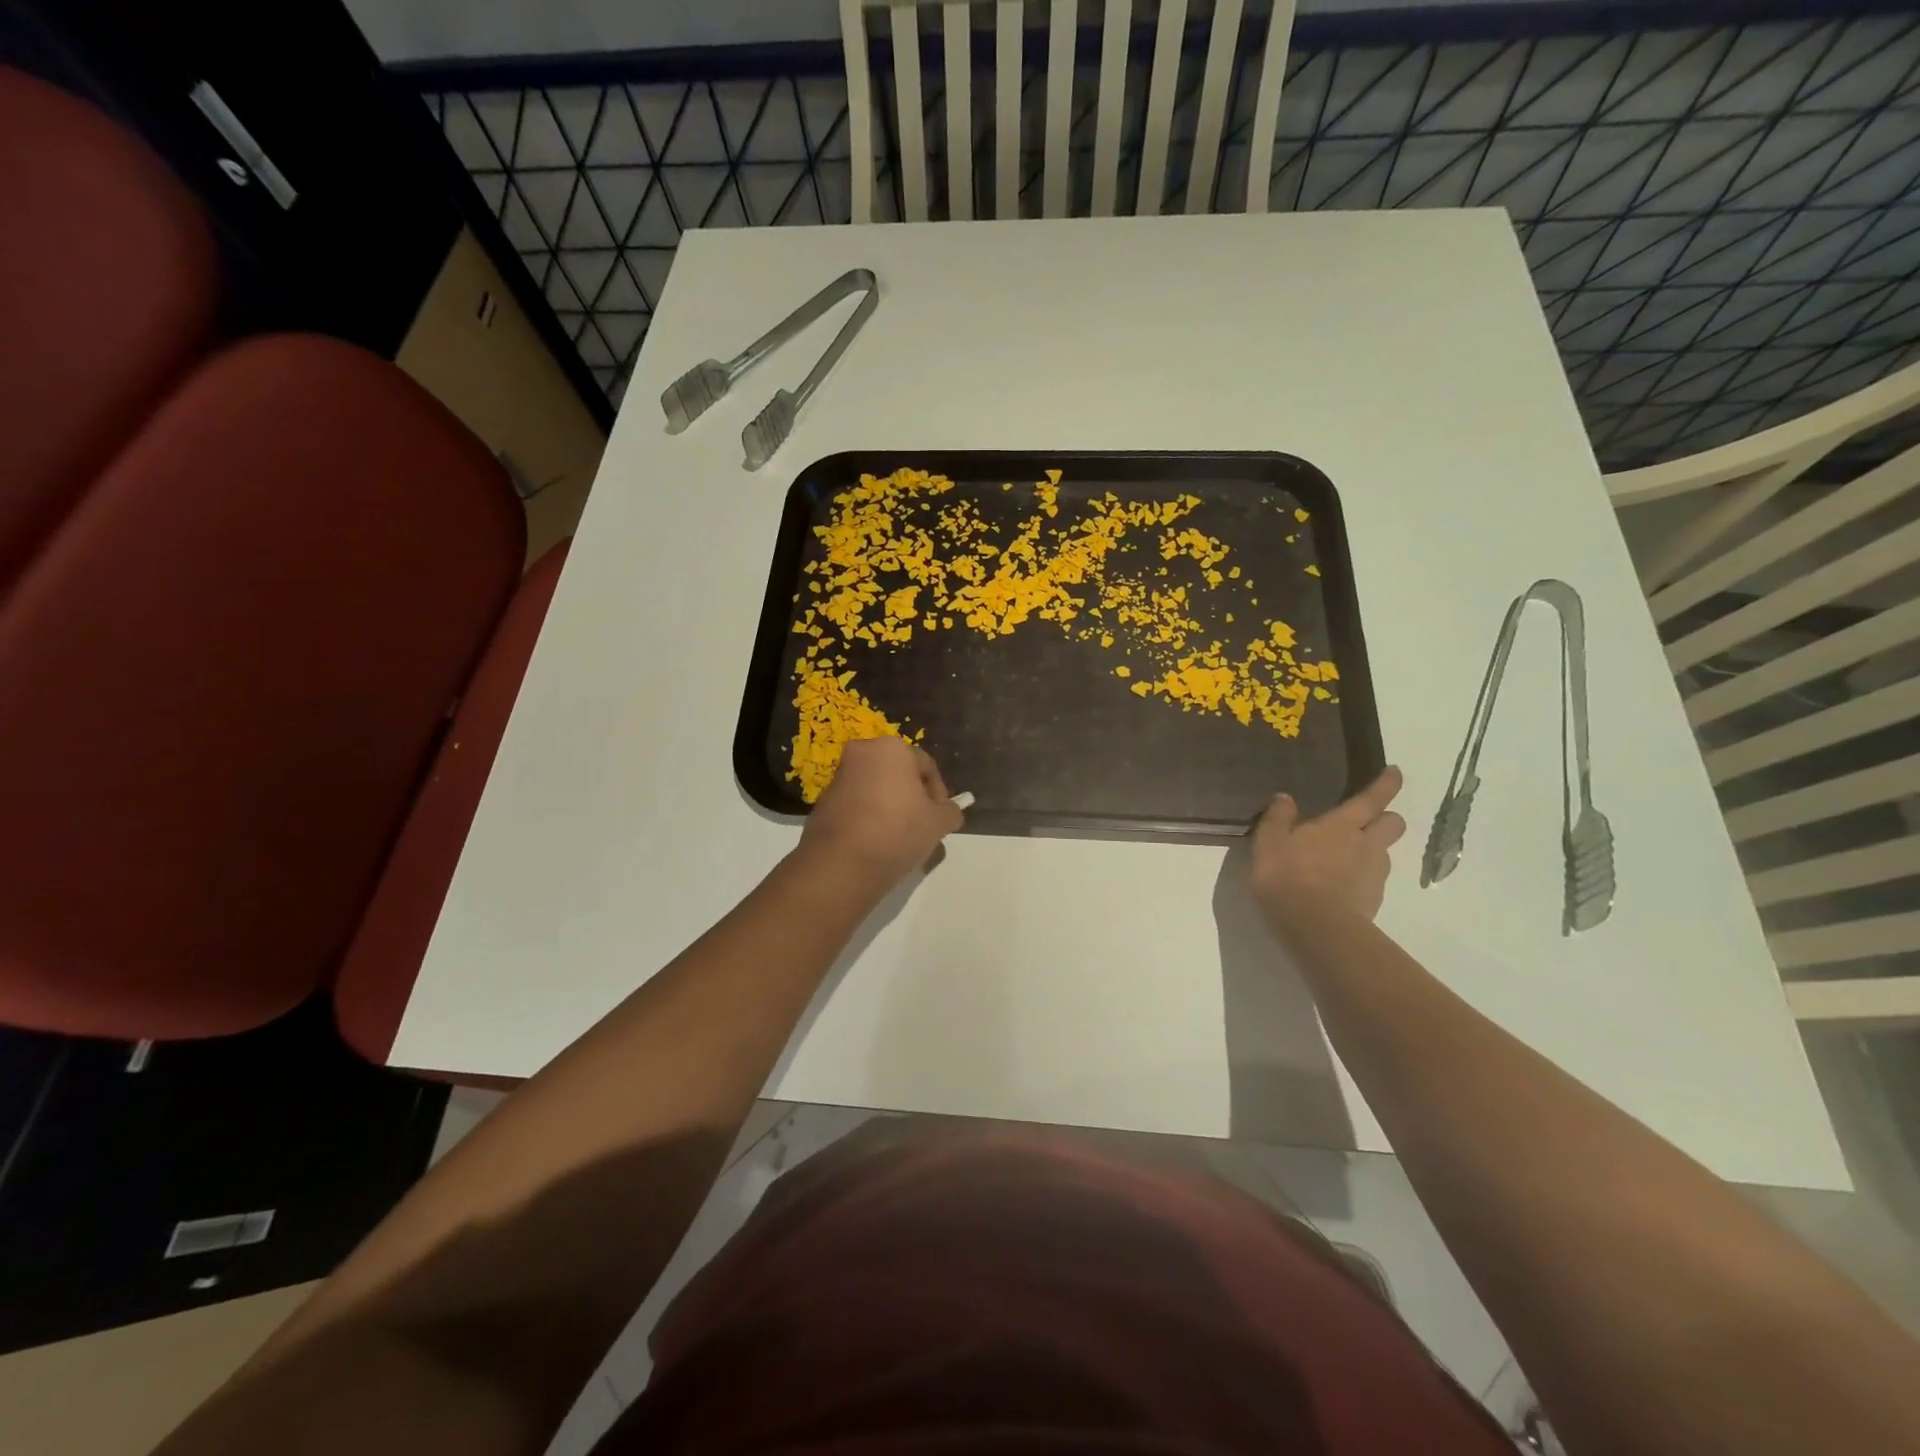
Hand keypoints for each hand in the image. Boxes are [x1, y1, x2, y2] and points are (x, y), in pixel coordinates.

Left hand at [798, 736, 964, 888]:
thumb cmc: (897, 831)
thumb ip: (950, 812)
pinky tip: (876, 843)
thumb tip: (949, 811)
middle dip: (912, 798)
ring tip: (900, 839)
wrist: (841, 864)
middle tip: (922, 826)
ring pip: (876, 789)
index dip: (939, 794)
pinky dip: (868, 817)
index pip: (926, 766)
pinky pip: (856, 804)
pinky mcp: (822, 801)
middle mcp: (862, 753)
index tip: (941, 819)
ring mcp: (838, 776)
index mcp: (891, 748)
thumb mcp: (938, 823)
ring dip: (890, 807)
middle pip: (898, 774)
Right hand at [1251, 767, 1405, 938]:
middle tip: (1368, 821)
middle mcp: (1366, 844)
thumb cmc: (1287, 876)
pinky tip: (1338, 889)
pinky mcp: (1373, 901)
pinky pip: (1373, 881)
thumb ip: (1278, 818)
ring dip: (1371, 851)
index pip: (1372, 798)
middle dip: (1386, 818)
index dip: (1386, 784)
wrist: (1315, 927)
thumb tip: (1285, 798)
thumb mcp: (1269, 842)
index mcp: (1341, 825)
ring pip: (1384, 853)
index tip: (1395, 772)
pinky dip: (1360, 880)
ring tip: (1343, 861)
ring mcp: (1374, 874)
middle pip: (1393, 824)